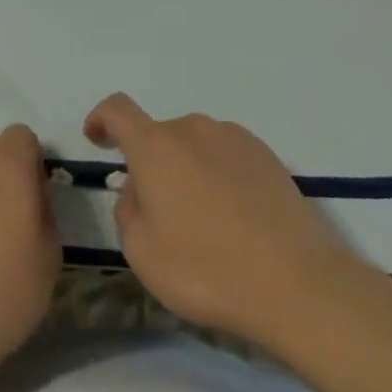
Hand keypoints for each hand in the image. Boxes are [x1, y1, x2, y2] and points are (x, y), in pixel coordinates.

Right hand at [84, 93, 369, 347]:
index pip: (118, 110)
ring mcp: (235, 138)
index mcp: (156, 146)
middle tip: (159, 215)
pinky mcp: (267, 156)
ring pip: (196, 146)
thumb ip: (128, 208)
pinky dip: (219, 177)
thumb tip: (140, 187)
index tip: (97, 139)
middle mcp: (194, 129)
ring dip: (188, 171)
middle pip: (161, 136)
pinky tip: (234, 220)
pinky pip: (227, 157)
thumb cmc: (206, 268)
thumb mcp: (142, 251)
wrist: (295, 281)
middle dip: (152, 165)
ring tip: (202, 224)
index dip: (102, 119)